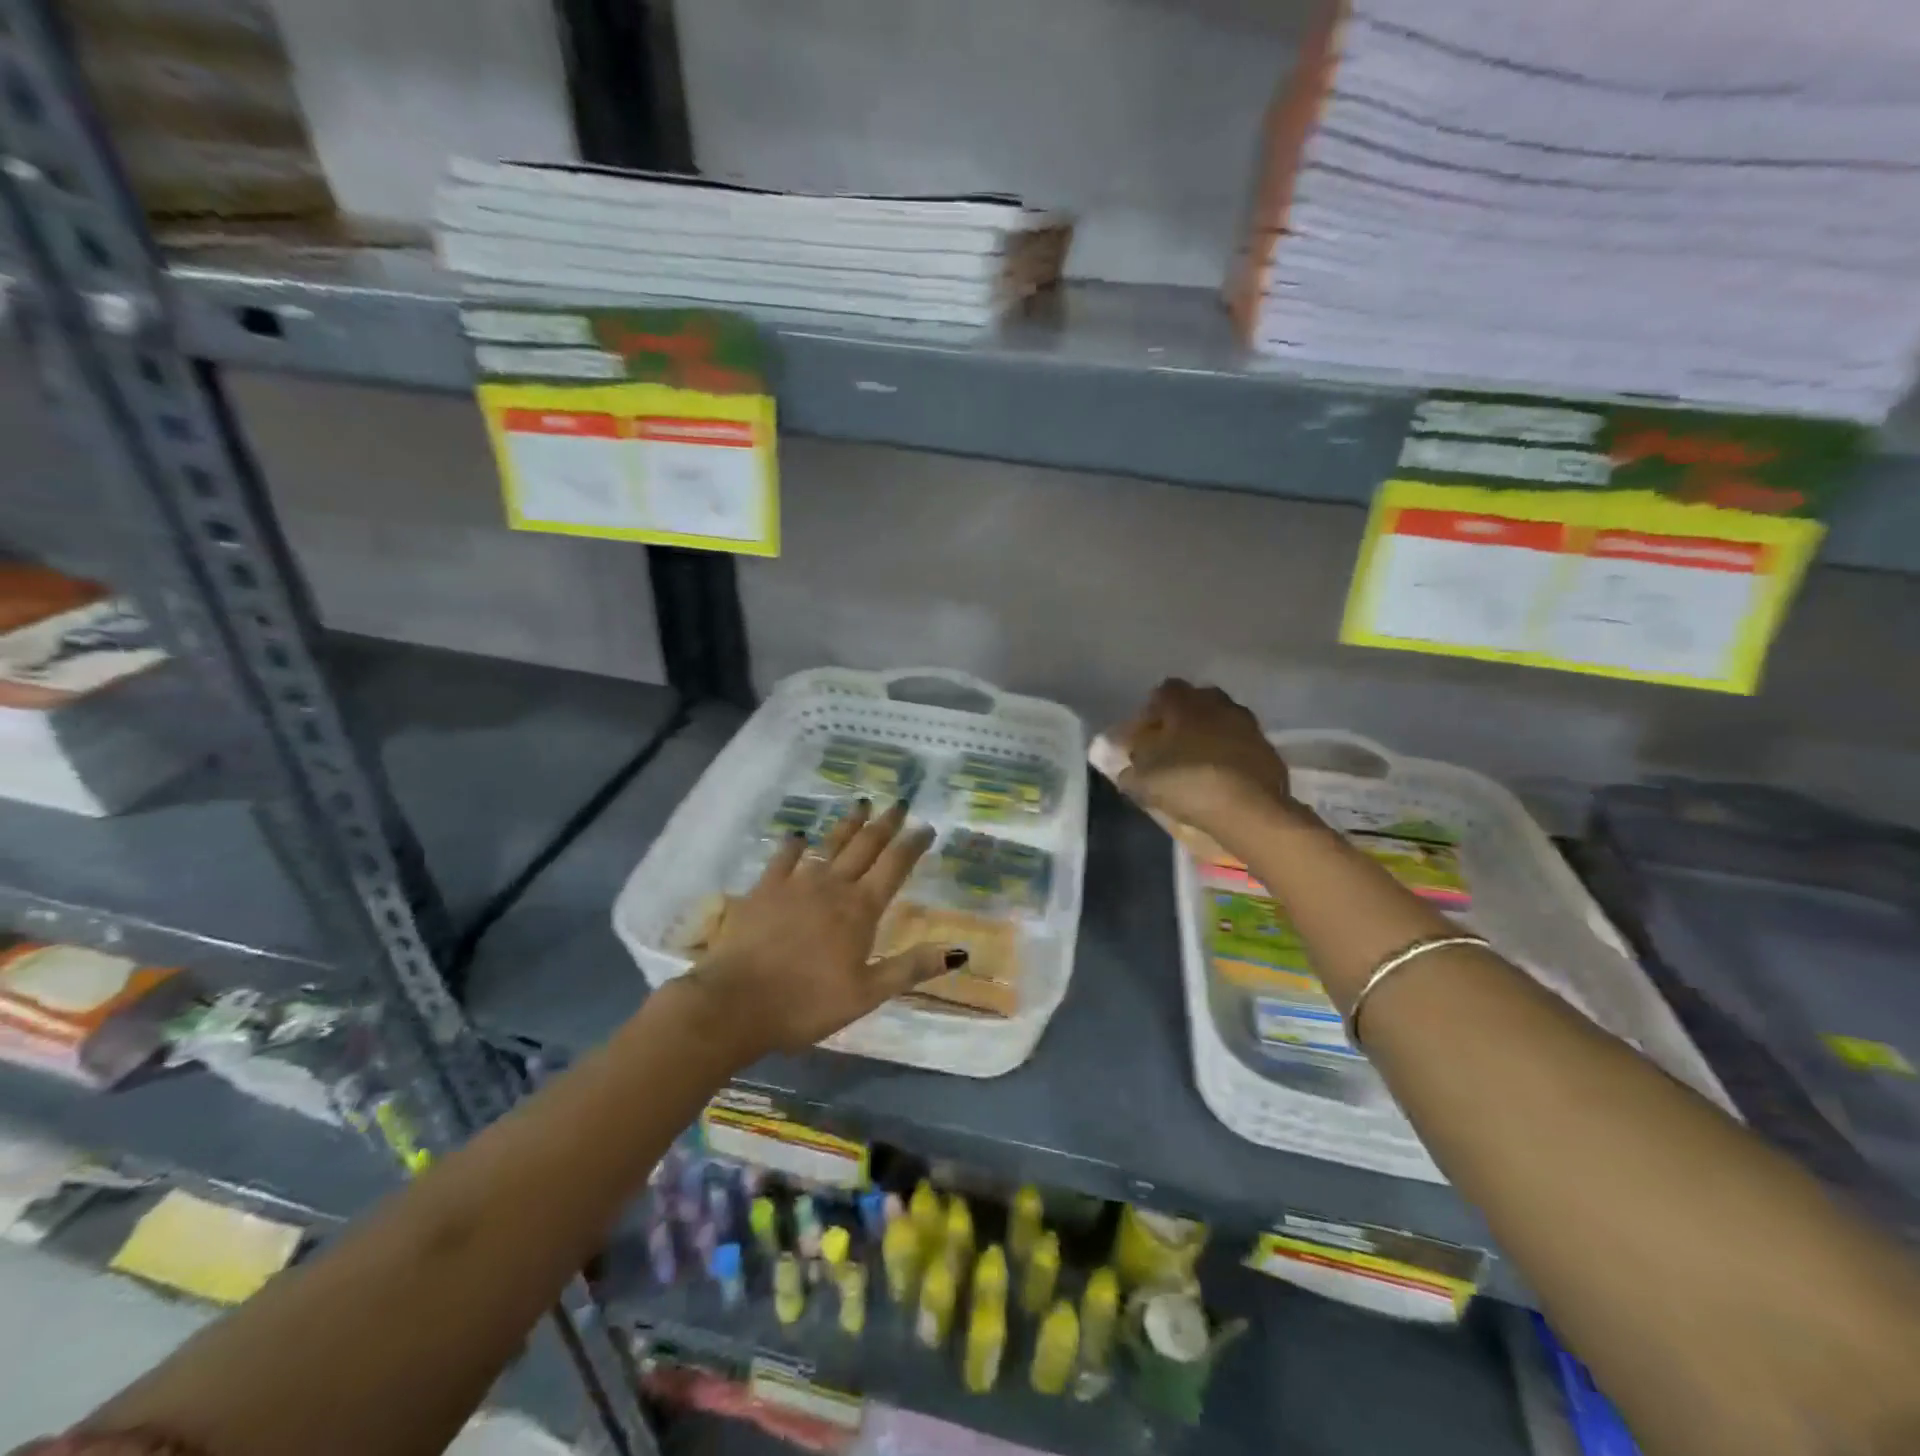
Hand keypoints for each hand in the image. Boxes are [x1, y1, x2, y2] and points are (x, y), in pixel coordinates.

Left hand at [693, 801, 961, 1055]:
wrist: (735, 1002)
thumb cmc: (807, 1003)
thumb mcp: (867, 993)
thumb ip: (911, 967)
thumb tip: (959, 950)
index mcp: (860, 909)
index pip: (894, 867)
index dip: (912, 845)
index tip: (926, 827)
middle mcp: (832, 886)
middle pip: (864, 846)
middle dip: (885, 824)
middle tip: (899, 804)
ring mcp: (795, 883)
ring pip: (828, 844)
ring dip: (848, 824)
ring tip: (861, 804)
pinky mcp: (764, 889)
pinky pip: (783, 858)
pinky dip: (793, 844)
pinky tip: (797, 835)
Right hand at [1112, 679, 1297, 842]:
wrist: (1250, 810)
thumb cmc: (1187, 783)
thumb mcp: (1142, 781)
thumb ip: (1129, 770)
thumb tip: (1127, 768)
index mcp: (1185, 703)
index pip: (1163, 691)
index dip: (1151, 712)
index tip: (1142, 736)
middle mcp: (1218, 704)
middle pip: (1196, 702)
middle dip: (1181, 719)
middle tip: (1168, 747)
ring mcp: (1248, 725)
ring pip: (1221, 721)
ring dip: (1208, 736)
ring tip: (1195, 764)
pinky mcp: (1268, 750)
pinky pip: (1240, 745)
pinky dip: (1229, 755)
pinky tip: (1221, 778)